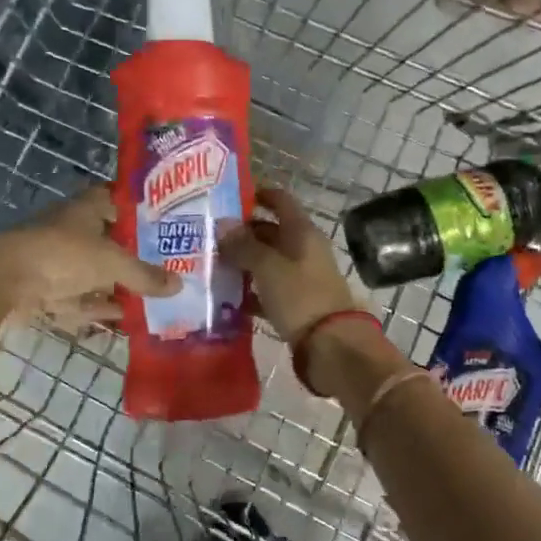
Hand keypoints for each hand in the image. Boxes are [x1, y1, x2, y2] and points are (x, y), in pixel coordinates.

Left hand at [0, 186, 177, 330]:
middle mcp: (70, 231)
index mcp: (84, 210)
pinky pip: (79, 300)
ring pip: (93, 273)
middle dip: (131, 254)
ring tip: (150, 296)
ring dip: (116, 285)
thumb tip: (179, 285)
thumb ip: (145, 275)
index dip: (134, 208)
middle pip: (106, 240)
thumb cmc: (62, 255)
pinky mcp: (45, 291)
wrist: (3, 282)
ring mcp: (55, 262)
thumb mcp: (112, 263)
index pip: (113, 199)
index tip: (160, 220)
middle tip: (164, 265)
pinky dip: (98, 308)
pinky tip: (123, 319)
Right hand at [220, 189, 409, 412]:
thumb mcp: (268, 267)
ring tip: (210, 264)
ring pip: (267, 262)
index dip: (258, 194)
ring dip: (243, 262)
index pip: (280, 200)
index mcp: (302, 231)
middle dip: (242, 232)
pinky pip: (268, 290)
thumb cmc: (300, 296)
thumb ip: (244, 245)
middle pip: (271, 232)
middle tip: (208, 235)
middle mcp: (303, 249)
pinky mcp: (296, 304)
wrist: (331, 345)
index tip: (228, 197)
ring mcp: (301, 277)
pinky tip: (225, 297)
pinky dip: (250, 291)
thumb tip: (222, 224)